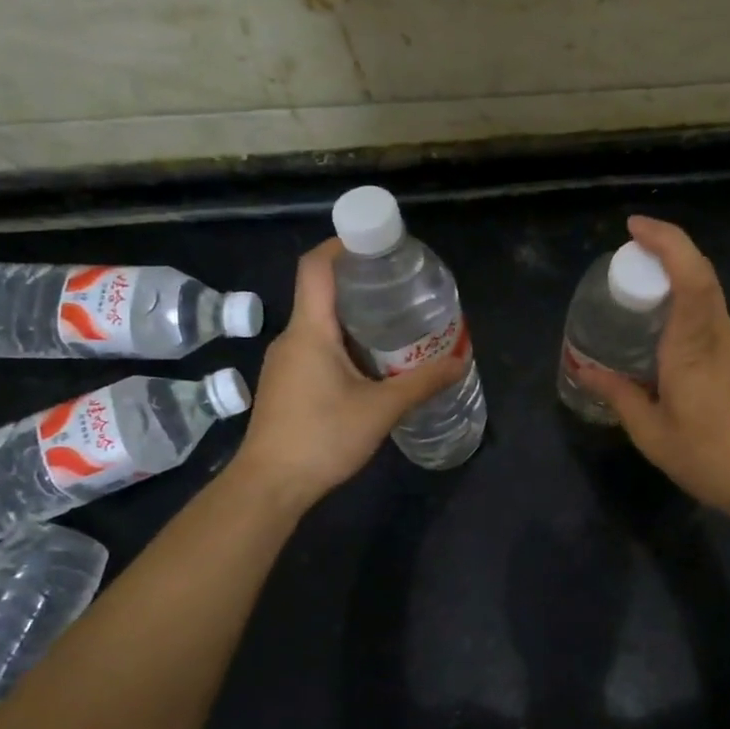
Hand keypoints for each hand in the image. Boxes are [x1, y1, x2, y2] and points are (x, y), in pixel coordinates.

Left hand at [231, 238, 466, 513]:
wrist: (269, 486)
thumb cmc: (322, 438)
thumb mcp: (381, 410)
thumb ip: (422, 383)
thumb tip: (460, 361)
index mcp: (310, 331)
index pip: (316, 268)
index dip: (341, 245)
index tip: (375, 242)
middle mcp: (292, 338)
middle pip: (322, 292)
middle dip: (360, 283)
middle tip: (401, 286)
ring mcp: (285, 361)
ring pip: (320, 323)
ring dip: (354, 317)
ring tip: (395, 323)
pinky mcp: (286, 383)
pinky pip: (316, 346)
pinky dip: (344, 342)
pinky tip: (372, 362)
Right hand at [576, 216, 729, 525]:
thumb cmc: (714, 458)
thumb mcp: (654, 434)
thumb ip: (620, 397)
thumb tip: (587, 372)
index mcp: (695, 345)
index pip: (691, 275)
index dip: (667, 240)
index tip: (635, 228)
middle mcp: (721, 336)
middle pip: (700, 277)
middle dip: (664, 255)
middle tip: (627, 266)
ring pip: (708, 301)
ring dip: (675, 288)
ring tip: (639, 308)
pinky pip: (713, 325)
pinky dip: (687, 317)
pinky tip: (667, 350)